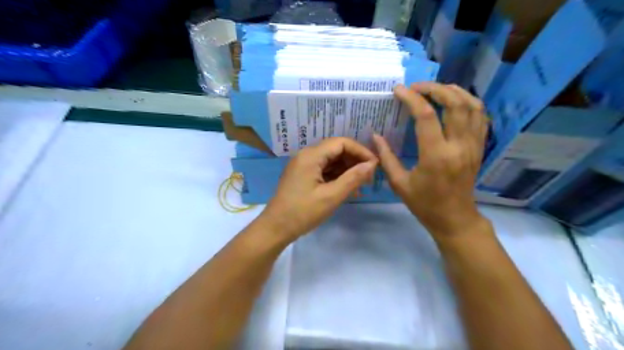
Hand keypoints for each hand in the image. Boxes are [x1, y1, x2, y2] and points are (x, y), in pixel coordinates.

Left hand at [262, 137, 377, 239]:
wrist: (275, 228)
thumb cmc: (302, 212)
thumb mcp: (331, 196)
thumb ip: (353, 178)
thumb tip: (372, 164)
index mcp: (311, 156)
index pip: (341, 143)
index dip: (360, 151)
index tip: (375, 165)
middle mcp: (306, 155)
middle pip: (336, 150)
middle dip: (354, 161)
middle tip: (369, 177)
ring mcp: (304, 166)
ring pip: (331, 161)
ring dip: (347, 170)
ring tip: (361, 185)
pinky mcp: (303, 175)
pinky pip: (324, 170)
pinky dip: (337, 177)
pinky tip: (348, 189)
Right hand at [372, 81, 488, 239]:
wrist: (454, 218)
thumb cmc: (424, 203)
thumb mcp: (399, 183)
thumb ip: (386, 157)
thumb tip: (376, 136)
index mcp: (435, 156)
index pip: (426, 116)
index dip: (412, 98)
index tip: (399, 90)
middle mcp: (458, 146)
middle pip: (454, 103)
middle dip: (435, 88)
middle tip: (417, 87)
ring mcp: (473, 145)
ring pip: (473, 106)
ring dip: (455, 91)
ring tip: (437, 89)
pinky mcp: (480, 148)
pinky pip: (481, 117)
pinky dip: (469, 103)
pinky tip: (456, 101)